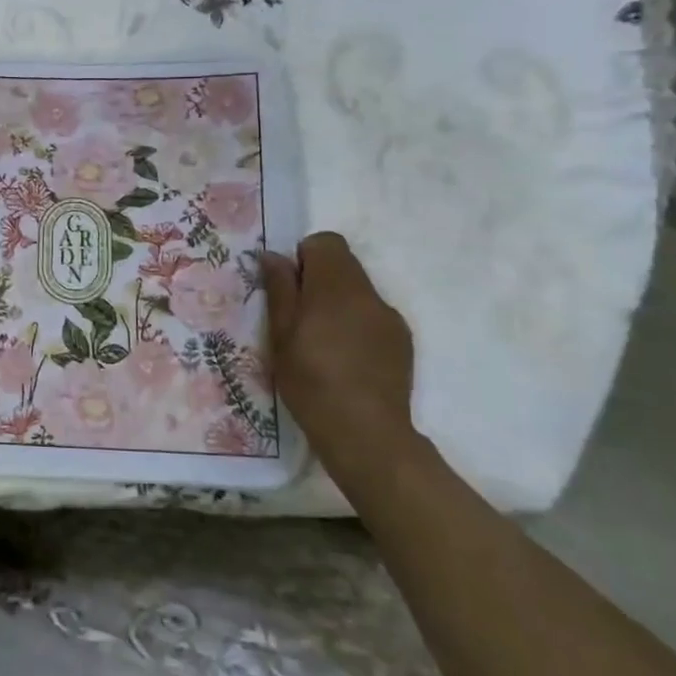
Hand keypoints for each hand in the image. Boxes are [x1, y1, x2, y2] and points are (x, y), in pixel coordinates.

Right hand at [260, 233, 417, 474]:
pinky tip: (346, 359)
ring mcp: (390, 317)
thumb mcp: (281, 334)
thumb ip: (280, 289)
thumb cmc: (311, 380)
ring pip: (359, 291)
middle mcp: (368, 293)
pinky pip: (373, 316)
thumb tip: (273, 255)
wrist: (365, 432)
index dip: (304, 257)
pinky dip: (356, 325)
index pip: (326, 242)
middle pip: (344, 264)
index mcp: (336, 286)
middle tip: (299, 317)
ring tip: (322, 342)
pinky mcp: (402, 341)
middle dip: (319, 280)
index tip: (290, 287)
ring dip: (338, 303)